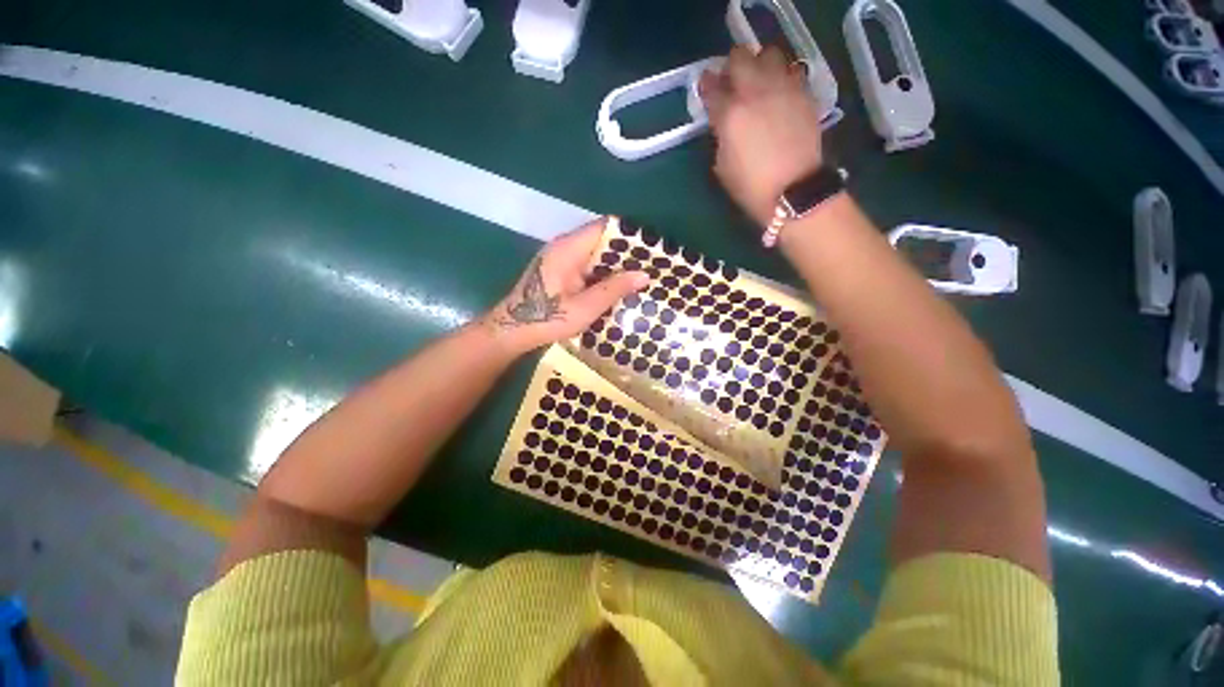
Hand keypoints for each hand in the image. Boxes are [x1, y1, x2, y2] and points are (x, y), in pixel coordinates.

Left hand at [485, 217, 649, 354]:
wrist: (512, 331)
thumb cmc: (547, 319)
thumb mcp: (585, 307)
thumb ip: (614, 289)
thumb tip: (644, 274)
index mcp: (569, 248)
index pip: (604, 227)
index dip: (629, 235)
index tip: (651, 247)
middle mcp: (565, 247)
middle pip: (602, 239)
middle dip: (627, 252)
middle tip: (651, 266)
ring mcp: (561, 258)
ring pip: (596, 254)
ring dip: (616, 265)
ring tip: (641, 276)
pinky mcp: (560, 271)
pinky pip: (588, 265)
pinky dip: (604, 274)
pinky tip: (619, 287)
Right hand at [699, 46, 824, 225]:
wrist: (793, 190)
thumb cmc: (751, 187)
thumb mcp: (722, 167)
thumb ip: (720, 137)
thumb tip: (723, 124)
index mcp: (729, 114)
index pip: (711, 88)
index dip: (706, 86)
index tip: (706, 89)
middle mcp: (755, 92)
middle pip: (739, 57)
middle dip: (732, 67)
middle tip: (732, 82)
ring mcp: (782, 88)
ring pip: (768, 54)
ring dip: (759, 64)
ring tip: (759, 82)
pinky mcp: (803, 93)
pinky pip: (791, 70)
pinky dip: (782, 75)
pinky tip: (779, 93)